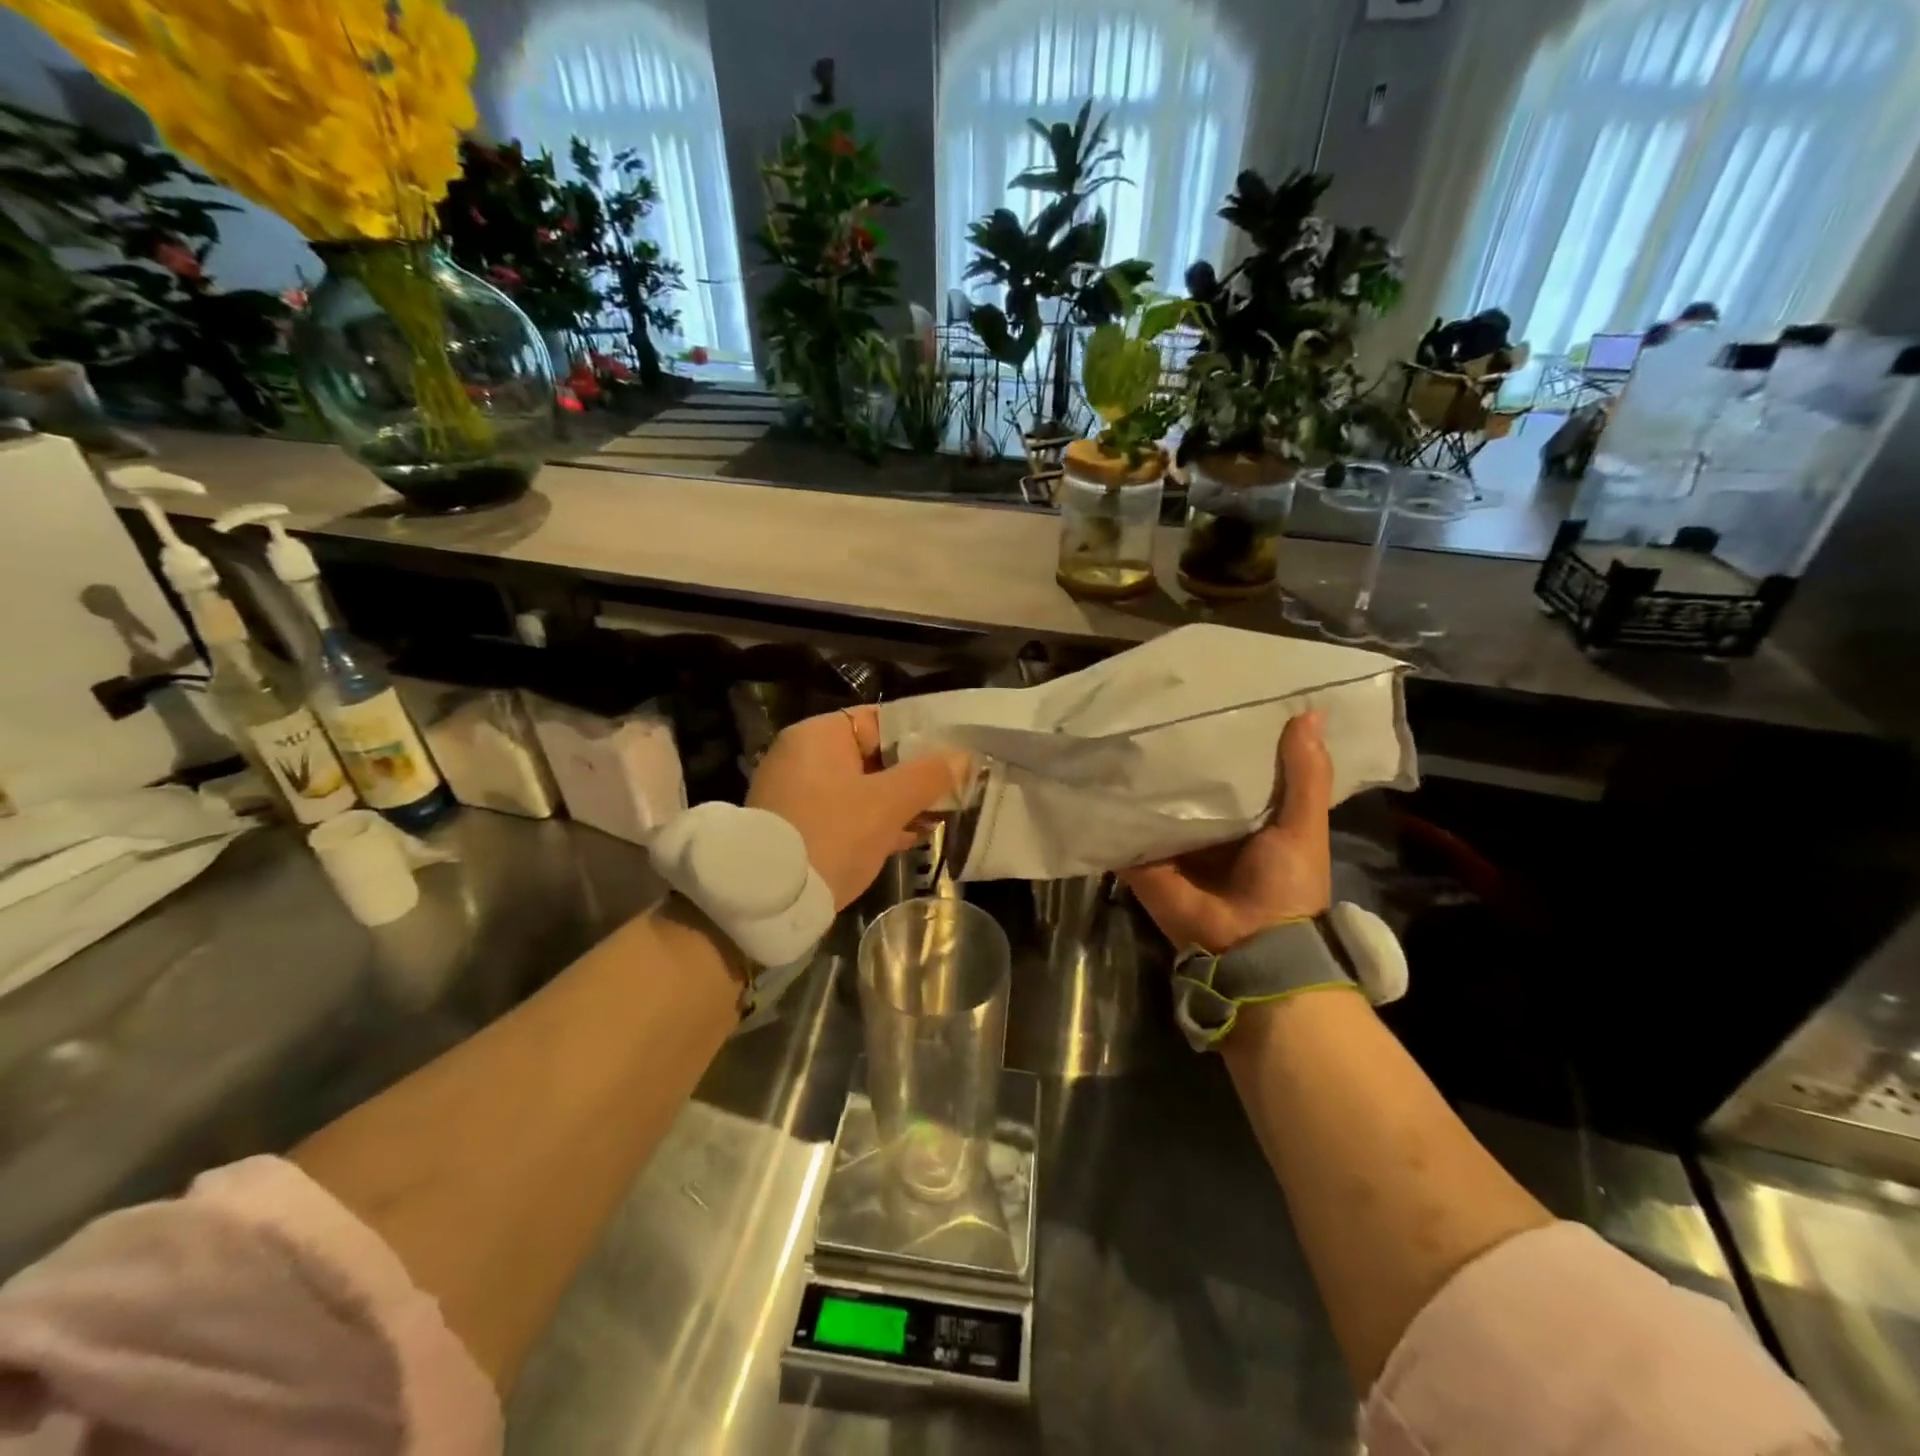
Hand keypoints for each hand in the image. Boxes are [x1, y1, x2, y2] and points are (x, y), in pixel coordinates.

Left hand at [748, 706, 969, 910]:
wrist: (769, 900)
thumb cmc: (832, 834)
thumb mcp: (887, 804)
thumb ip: (927, 776)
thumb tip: (962, 756)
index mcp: (818, 736)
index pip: (878, 720)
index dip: (918, 735)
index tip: (951, 753)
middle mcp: (802, 757)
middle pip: (871, 756)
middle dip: (911, 775)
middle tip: (951, 788)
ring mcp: (796, 793)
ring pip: (859, 788)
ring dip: (896, 802)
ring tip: (938, 815)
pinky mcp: (796, 826)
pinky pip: (844, 814)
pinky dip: (873, 822)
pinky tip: (906, 838)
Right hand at [1121, 711, 1331, 954]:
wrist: (1250, 944)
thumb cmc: (1286, 884)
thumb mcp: (1304, 826)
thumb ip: (1305, 774)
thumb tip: (1310, 712)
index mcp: (1243, 815)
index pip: (1228, 765)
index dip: (1222, 734)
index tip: (1208, 693)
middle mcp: (1202, 823)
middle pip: (1184, 779)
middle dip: (1173, 749)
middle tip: (1153, 701)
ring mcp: (1168, 840)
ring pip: (1150, 798)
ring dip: (1137, 773)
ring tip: (1118, 723)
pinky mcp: (1141, 856)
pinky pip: (1123, 826)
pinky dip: (1111, 806)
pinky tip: (1095, 768)